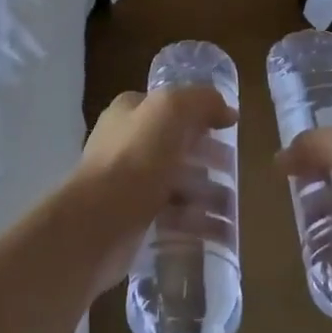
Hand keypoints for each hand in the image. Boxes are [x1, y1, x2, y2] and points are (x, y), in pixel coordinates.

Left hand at [73, 86, 236, 292]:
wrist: (98, 221)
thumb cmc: (136, 157)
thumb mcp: (172, 110)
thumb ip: (202, 101)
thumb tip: (227, 112)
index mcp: (130, 112)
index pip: (170, 106)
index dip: (200, 115)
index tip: (228, 131)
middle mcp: (126, 143)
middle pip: (176, 145)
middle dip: (207, 157)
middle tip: (233, 171)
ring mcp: (128, 182)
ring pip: (176, 182)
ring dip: (206, 192)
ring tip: (231, 206)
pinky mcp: (134, 218)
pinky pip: (172, 216)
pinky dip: (196, 221)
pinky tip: (220, 231)